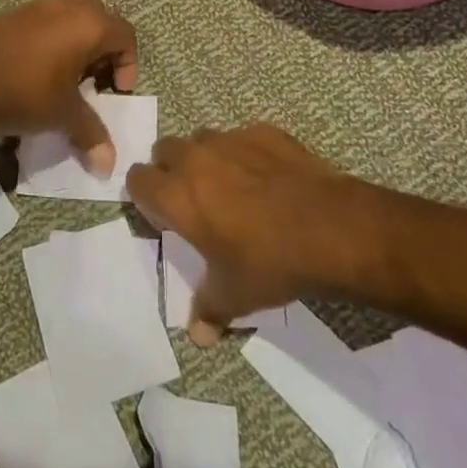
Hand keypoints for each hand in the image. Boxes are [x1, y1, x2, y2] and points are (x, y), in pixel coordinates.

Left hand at [0, 0, 137, 175]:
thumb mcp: (64, 115)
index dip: (129, 64)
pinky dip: (55, 34)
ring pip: (74, 11)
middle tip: (94, 77)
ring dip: (80, 37)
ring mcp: (39, 4)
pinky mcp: (15, 11)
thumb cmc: (26, 94)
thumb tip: (108, 166)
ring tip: (68, 70)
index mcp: (90, 23)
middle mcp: (68, 4)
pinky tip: (40, 64)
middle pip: (102, 16)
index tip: (114, 91)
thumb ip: (92, 134)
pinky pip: (48, 15)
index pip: (126, 35)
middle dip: (105, 46)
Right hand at [127, 124, 355, 345]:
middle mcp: (196, 159)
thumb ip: (208, 309)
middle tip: (195, 201)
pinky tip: (268, 178)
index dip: (146, 197)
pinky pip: (243, 138)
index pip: (137, 180)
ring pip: (203, 139)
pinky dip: (246, 154)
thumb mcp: (235, 295)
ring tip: (231, 187)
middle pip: (165, 150)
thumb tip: (198, 336)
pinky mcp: (264, 132)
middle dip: (172, 170)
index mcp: (177, 195)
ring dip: (206, 158)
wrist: (329, 228)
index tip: (164, 217)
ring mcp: (231, 139)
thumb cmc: (270, 262)